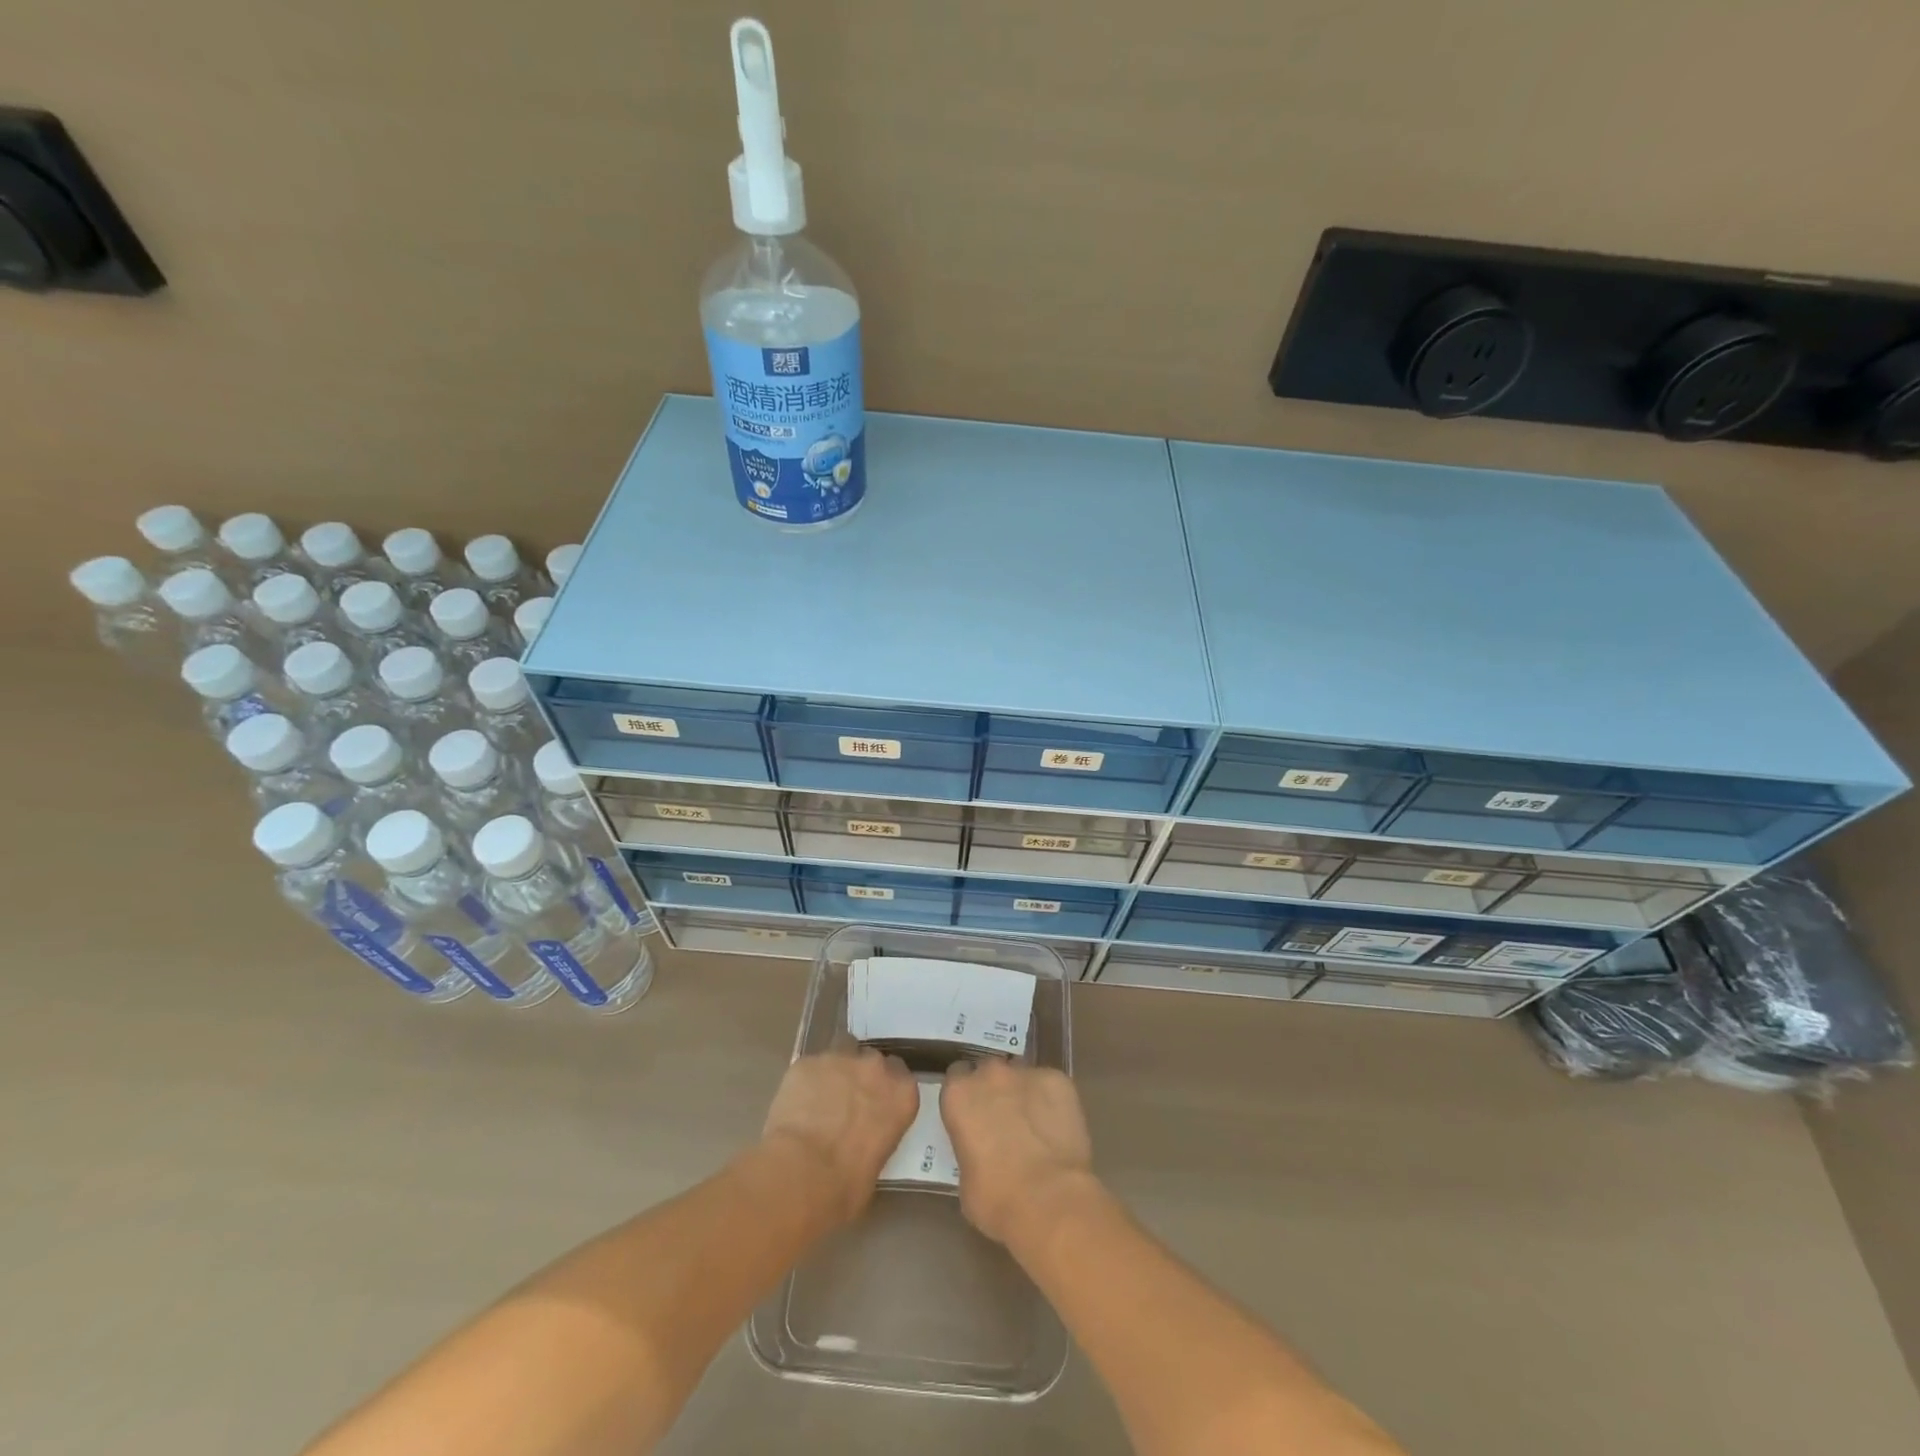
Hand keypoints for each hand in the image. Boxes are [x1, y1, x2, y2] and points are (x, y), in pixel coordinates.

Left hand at [761, 1049, 918, 1223]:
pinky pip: (810, 1065)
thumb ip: (878, 1135)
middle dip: (862, 1074)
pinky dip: (806, 1080)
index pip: (901, 1076)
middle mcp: (875, 1068)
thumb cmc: (847, 1185)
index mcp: (902, 1094)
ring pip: (841, 1050)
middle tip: (847, 1100)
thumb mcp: (878, 1163)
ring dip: (835, 1068)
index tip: (876, 1102)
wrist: (802, 1173)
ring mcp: (840, 1059)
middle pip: (872, 1059)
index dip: (886, 1087)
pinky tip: (796, 1102)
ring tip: (821, 1095)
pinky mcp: (806, 1061)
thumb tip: (865, 1138)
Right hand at [940, 1059, 1094, 1246]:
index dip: (966, 1096)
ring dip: (1023, 1093)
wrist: (1050, 1201)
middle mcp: (990, 1074)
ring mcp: (1027, 1074)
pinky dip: (1052, 1101)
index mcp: (959, 1095)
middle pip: (989, 1071)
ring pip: (1021, 1076)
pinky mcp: (1059, 1080)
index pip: (956, 1077)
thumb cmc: (996, 1199)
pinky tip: (1058, 1127)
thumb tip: (982, 1150)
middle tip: (1003, 1120)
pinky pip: (1051, 1085)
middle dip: (994, 1090)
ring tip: (1034, 1124)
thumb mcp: (964, 1179)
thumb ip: (969, 1148)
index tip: (973, 1114)